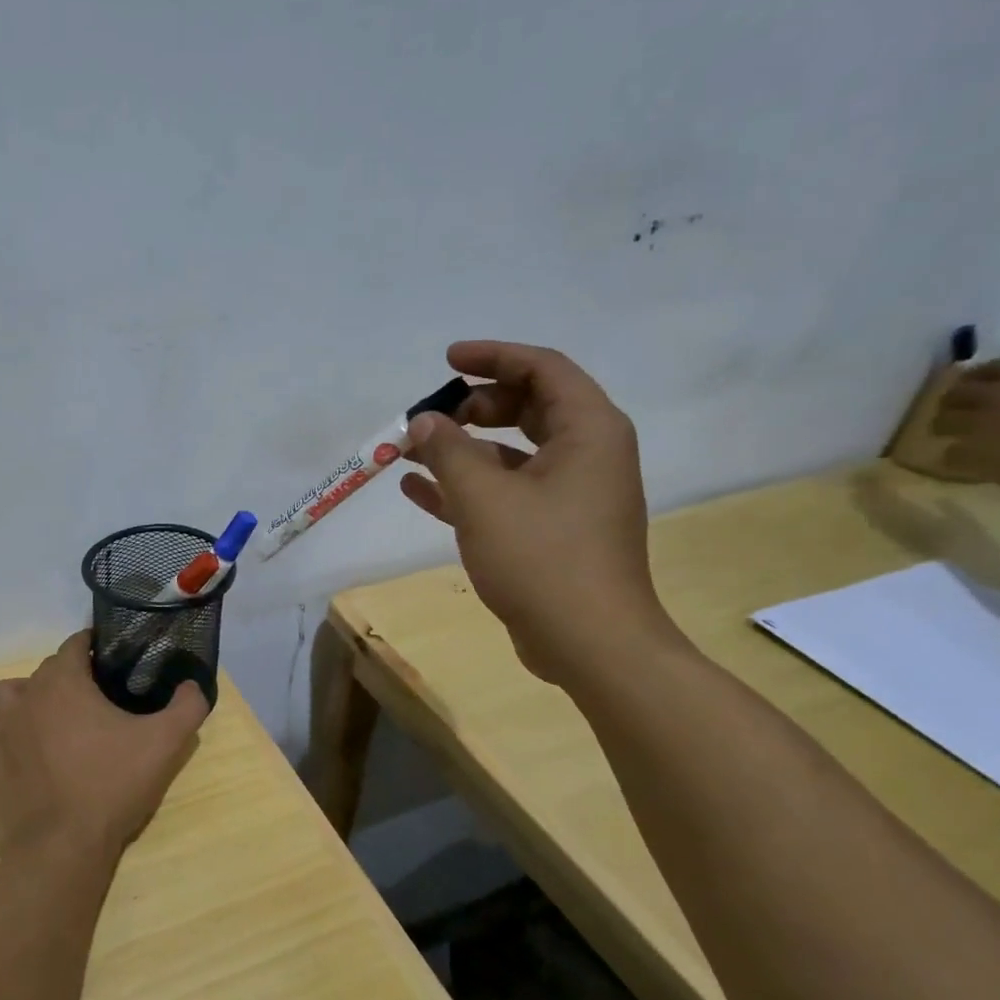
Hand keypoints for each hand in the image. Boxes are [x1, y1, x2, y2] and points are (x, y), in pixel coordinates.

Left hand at [0, 631, 208, 864]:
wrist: (59, 849)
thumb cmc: (111, 786)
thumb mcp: (164, 744)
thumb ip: (187, 707)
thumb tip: (193, 686)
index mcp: (61, 682)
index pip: (74, 644)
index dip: (95, 647)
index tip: (114, 662)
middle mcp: (25, 698)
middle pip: (47, 671)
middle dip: (72, 676)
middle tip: (101, 699)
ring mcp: (1, 732)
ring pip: (15, 697)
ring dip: (35, 700)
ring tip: (61, 723)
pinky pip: (3, 735)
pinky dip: (20, 737)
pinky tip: (42, 759)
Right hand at [400, 341, 678, 685]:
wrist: (589, 642)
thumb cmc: (542, 558)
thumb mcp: (484, 498)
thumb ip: (449, 451)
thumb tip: (425, 421)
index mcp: (588, 431)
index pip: (542, 368)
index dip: (493, 357)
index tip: (446, 361)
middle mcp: (587, 454)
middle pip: (528, 407)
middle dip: (473, 407)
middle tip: (429, 418)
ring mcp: (571, 494)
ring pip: (512, 453)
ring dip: (462, 449)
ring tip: (410, 452)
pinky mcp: (553, 529)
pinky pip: (506, 492)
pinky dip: (467, 486)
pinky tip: (417, 490)